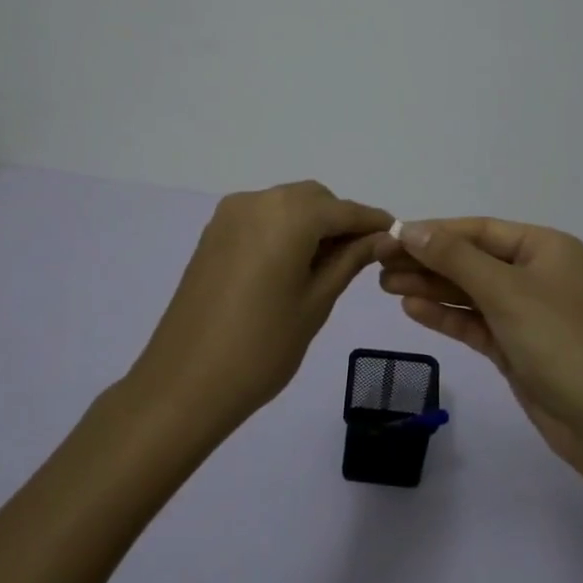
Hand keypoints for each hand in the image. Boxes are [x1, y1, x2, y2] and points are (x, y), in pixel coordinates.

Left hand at [130, 181, 391, 431]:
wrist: (185, 382)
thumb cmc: (262, 347)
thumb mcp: (316, 302)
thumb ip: (350, 260)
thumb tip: (382, 237)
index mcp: (288, 215)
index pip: (343, 209)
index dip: (372, 222)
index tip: (397, 237)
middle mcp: (257, 201)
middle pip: (313, 199)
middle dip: (340, 221)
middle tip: (362, 258)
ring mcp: (229, 216)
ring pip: (286, 206)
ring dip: (312, 225)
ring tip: (328, 266)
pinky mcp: (213, 234)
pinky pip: (261, 219)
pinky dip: (284, 231)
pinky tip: (293, 265)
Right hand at [375, 218, 582, 474]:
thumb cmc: (557, 340)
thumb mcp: (504, 291)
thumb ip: (454, 258)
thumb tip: (410, 229)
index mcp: (545, 248)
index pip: (480, 230)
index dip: (435, 232)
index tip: (392, 235)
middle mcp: (536, 274)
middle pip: (471, 260)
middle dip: (427, 261)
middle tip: (379, 263)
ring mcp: (526, 312)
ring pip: (470, 292)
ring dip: (430, 287)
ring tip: (384, 284)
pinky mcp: (515, 345)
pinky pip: (474, 322)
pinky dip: (445, 315)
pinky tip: (410, 308)